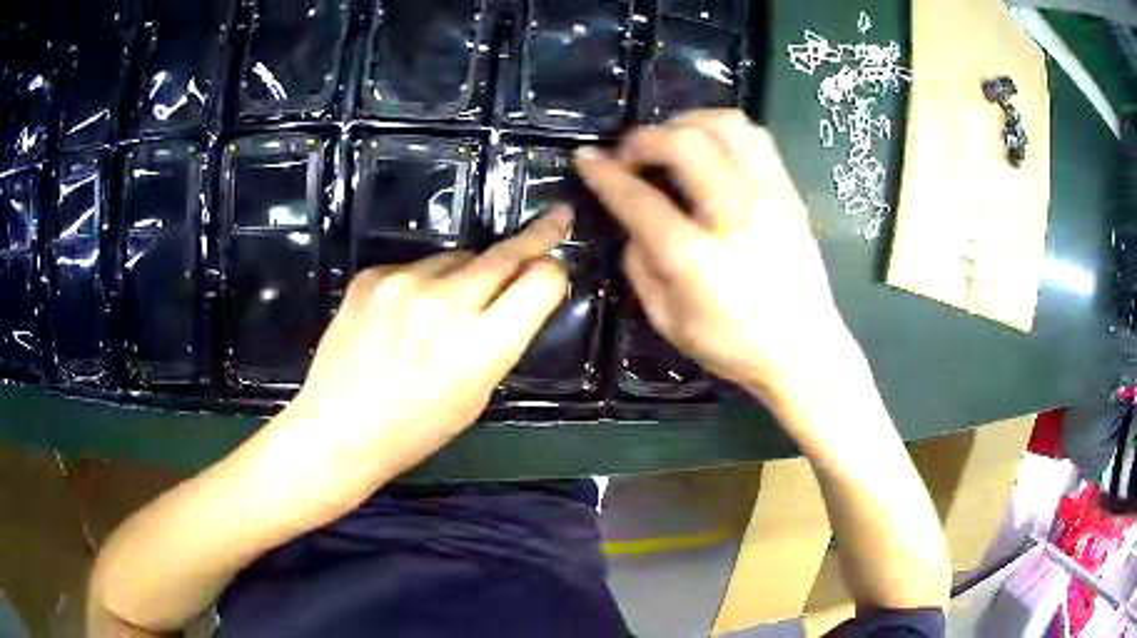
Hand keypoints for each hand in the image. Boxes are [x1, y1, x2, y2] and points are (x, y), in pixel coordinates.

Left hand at [269, 210, 570, 516]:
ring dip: (466, 274)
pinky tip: (402, 314)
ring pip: (458, 257)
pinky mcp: (371, 275)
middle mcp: (445, 304)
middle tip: (555, 219)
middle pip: (506, 253)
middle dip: (536, 237)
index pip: (541, 282)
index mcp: (480, 347)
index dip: (554, 272)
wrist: (337, 429)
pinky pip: (415, 266)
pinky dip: (421, 283)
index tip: (557, 261)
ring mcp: (403, 283)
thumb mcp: (476, 396)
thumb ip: (500, 341)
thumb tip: (516, 297)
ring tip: (442, 310)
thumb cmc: (414, 429)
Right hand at [574, 110, 856, 405]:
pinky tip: (709, 150)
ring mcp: (770, 198)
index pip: (639, 200)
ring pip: (725, 125)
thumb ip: (640, 266)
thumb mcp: (668, 321)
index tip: (585, 157)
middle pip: (685, 144)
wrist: (804, 349)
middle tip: (631, 155)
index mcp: (696, 259)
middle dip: (644, 138)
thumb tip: (633, 222)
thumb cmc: (733, 345)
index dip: (604, 173)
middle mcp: (736, 216)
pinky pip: (755, 137)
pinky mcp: (790, 192)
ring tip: (670, 143)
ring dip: (686, 123)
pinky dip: (721, 131)